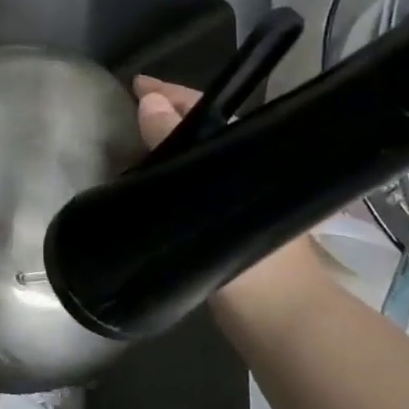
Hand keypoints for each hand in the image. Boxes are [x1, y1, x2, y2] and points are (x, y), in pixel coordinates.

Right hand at [133, 74, 330, 306]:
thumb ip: (180, 154)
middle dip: (165, 117)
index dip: (172, 94)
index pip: (208, 112)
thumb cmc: (255, 262)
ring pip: (197, 160)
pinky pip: (192, 187)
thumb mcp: (211, 201)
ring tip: (126, 142)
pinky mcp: (226, 227)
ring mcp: (238, 201)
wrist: (282, 323)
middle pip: (202, 132)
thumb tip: (150, 103)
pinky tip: (142, 182)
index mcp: (254, 158)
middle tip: (126, 112)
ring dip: (165, 148)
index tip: (137, 84)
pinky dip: (168, 178)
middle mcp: (247, 173)